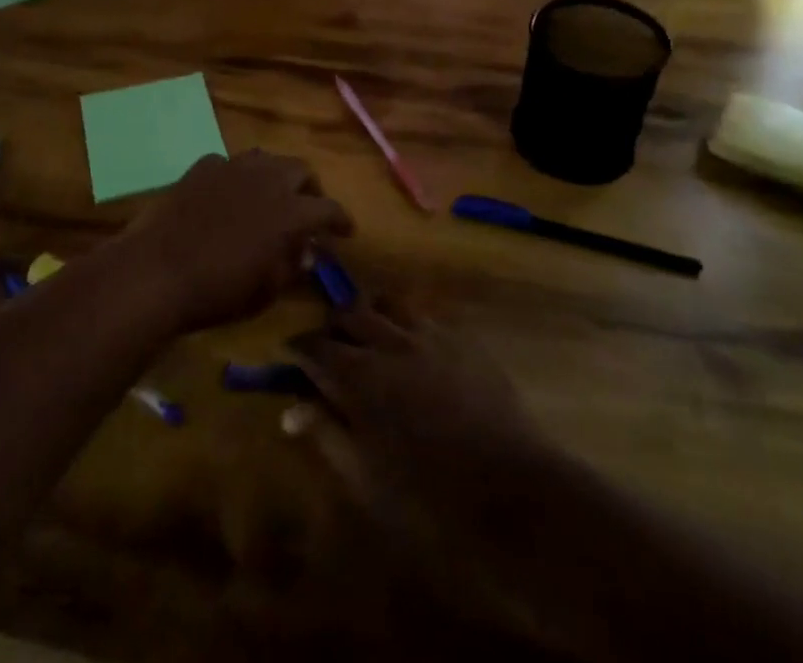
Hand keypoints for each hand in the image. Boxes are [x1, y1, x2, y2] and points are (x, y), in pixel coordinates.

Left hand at [113, 150, 351, 332]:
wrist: (158, 270)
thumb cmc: (219, 290)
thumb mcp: (266, 291)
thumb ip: (291, 266)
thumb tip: (304, 252)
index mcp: (291, 211)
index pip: (329, 208)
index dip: (341, 219)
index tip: (346, 231)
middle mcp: (267, 179)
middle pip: (300, 169)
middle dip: (309, 188)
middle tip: (306, 208)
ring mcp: (232, 167)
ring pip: (265, 158)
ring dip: (274, 175)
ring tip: (269, 195)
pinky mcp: (202, 167)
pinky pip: (227, 164)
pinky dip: (235, 177)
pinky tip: (227, 194)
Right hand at [286, 302, 560, 624]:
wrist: (514, 494)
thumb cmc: (430, 500)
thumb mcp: (366, 479)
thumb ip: (327, 434)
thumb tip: (292, 410)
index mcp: (359, 375)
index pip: (314, 346)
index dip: (297, 349)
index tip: (289, 357)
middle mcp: (390, 341)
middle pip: (349, 312)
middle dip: (333, 326)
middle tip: (331, 349)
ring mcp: (431, 335)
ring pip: (390, 303)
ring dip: (374, 315)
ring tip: (374, 339)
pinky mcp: (464, 340)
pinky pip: (428, 318)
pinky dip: (411, 327)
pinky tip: (417, 352)